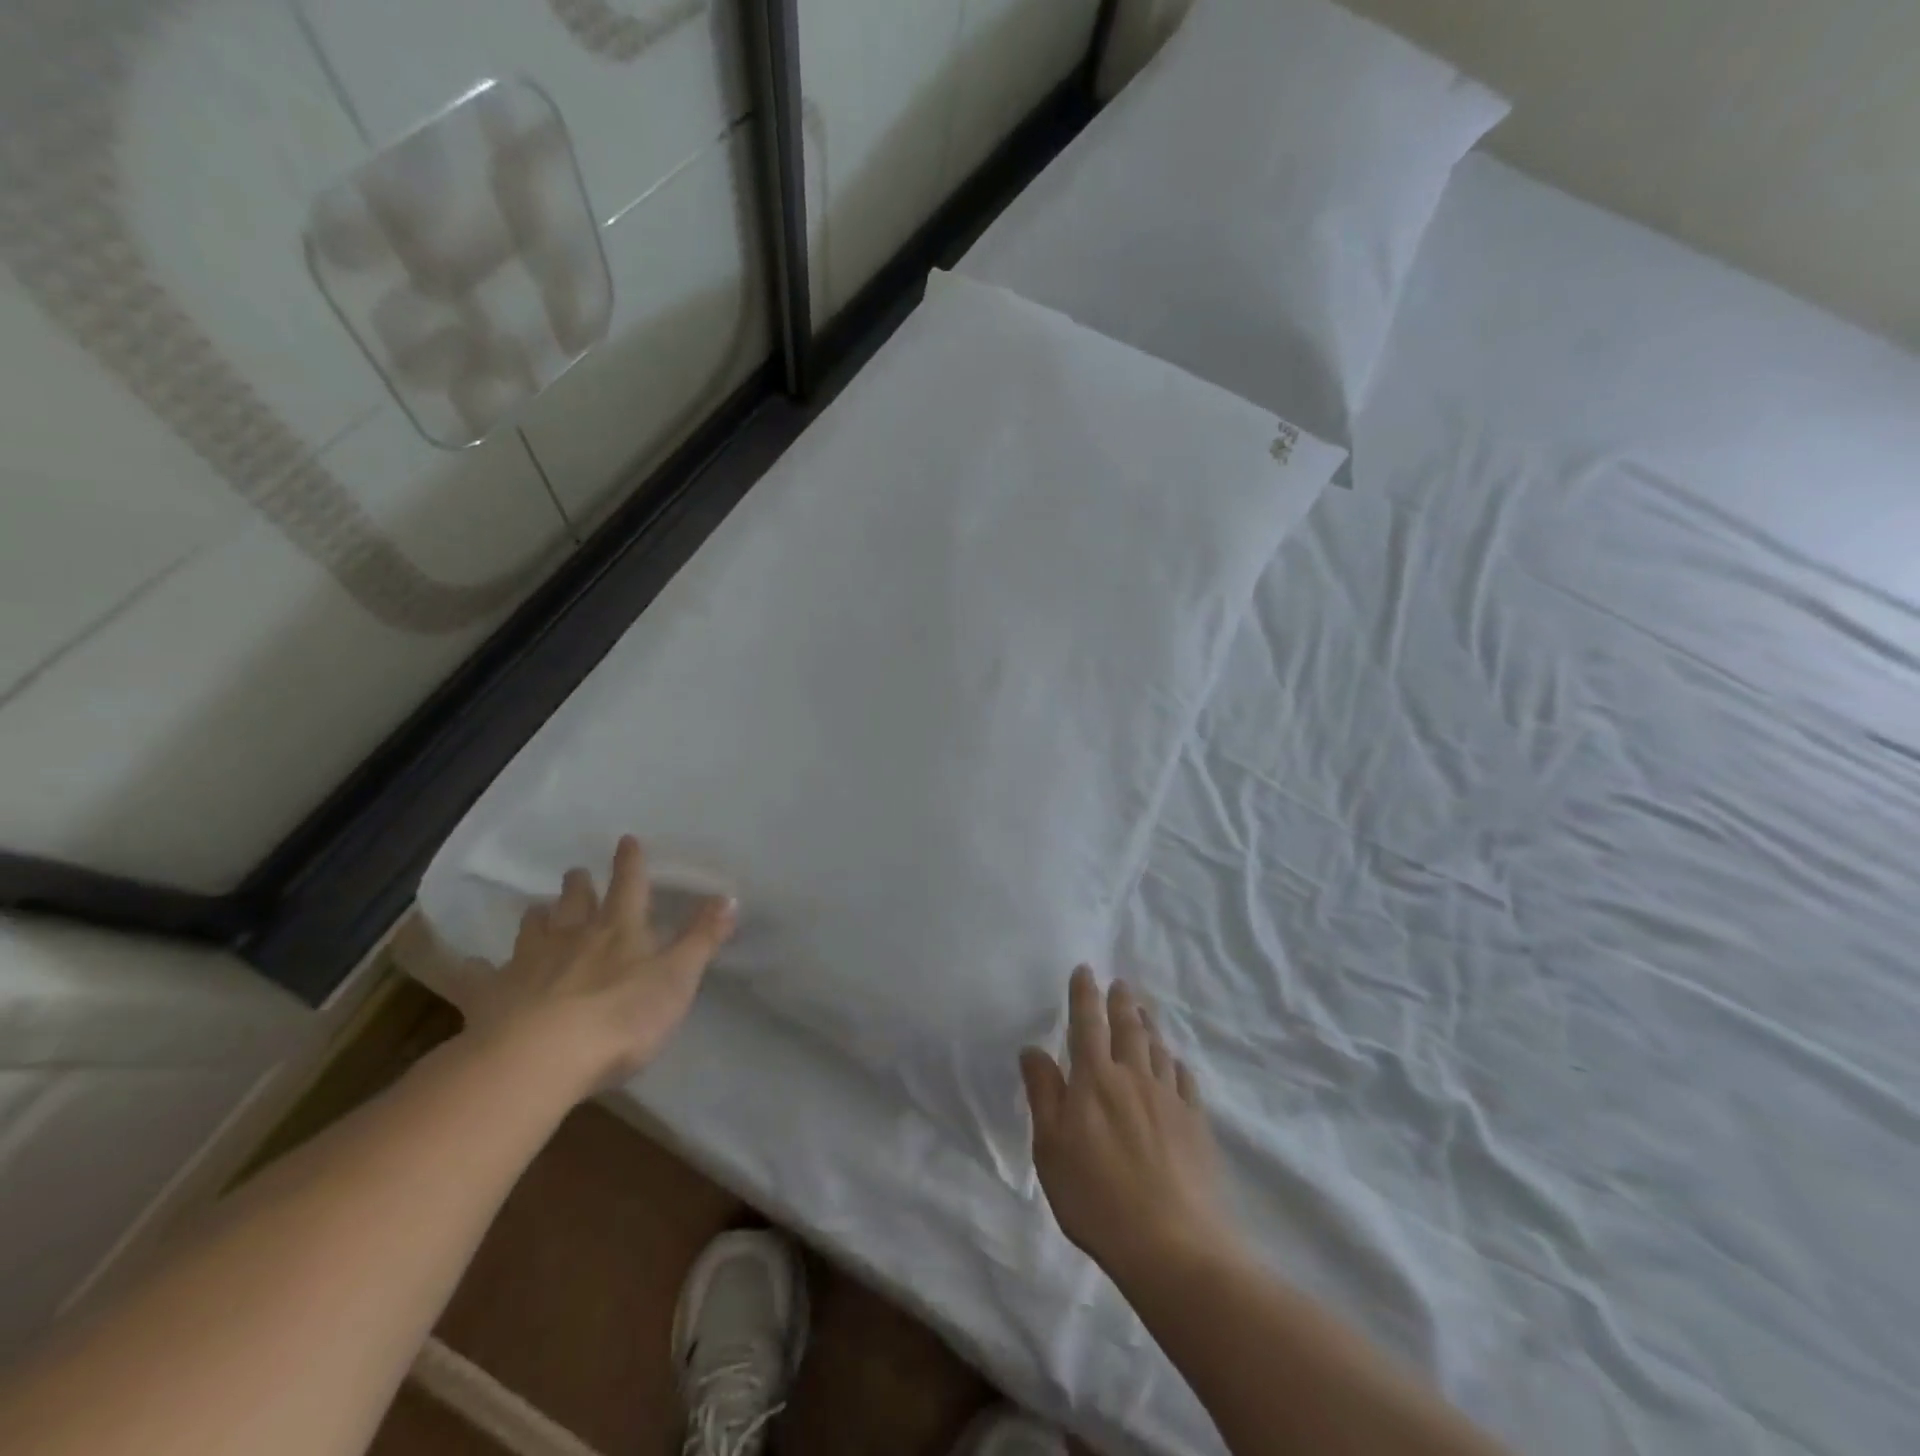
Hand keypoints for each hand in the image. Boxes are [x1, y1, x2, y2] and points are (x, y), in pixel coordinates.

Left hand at [452, 836, 736, 1092]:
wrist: (541, 1058)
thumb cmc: (622, 1016)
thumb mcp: (678, 978)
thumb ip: (703, 938)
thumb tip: (729, 896)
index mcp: (620, 931)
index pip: (629, 887)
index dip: (630, 863)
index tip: (626, 840)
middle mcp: (573, 937)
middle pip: (575, 903)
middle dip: (578, 886)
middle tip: (574, 872)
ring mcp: (528, 965)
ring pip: (532, 931)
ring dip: (537, 918)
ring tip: (536, 909)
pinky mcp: (491, 997)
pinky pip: (477, 978)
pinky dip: (470, 969)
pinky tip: (464, 965)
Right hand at [1021, 967, 1235, 1285]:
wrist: (1172, 1245)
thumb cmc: (1096, 1198)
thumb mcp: (1050, 1149)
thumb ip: (1043, 1094)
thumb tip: (1033, 1049)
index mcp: (1095, 1079)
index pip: (1087, 1024)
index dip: (1084, 995)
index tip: (1085, 970)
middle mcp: (1134, 1077)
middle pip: (1128, 1028)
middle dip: (1121, 1002)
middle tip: (1120, 983)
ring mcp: (1169, 1099)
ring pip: (1158, 1049)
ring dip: (1149, 1025)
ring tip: (1144, 1012)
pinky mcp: (1196, 1124)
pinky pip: (1185, 1080)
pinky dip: (1176, 1063)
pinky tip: (1175, 1063)